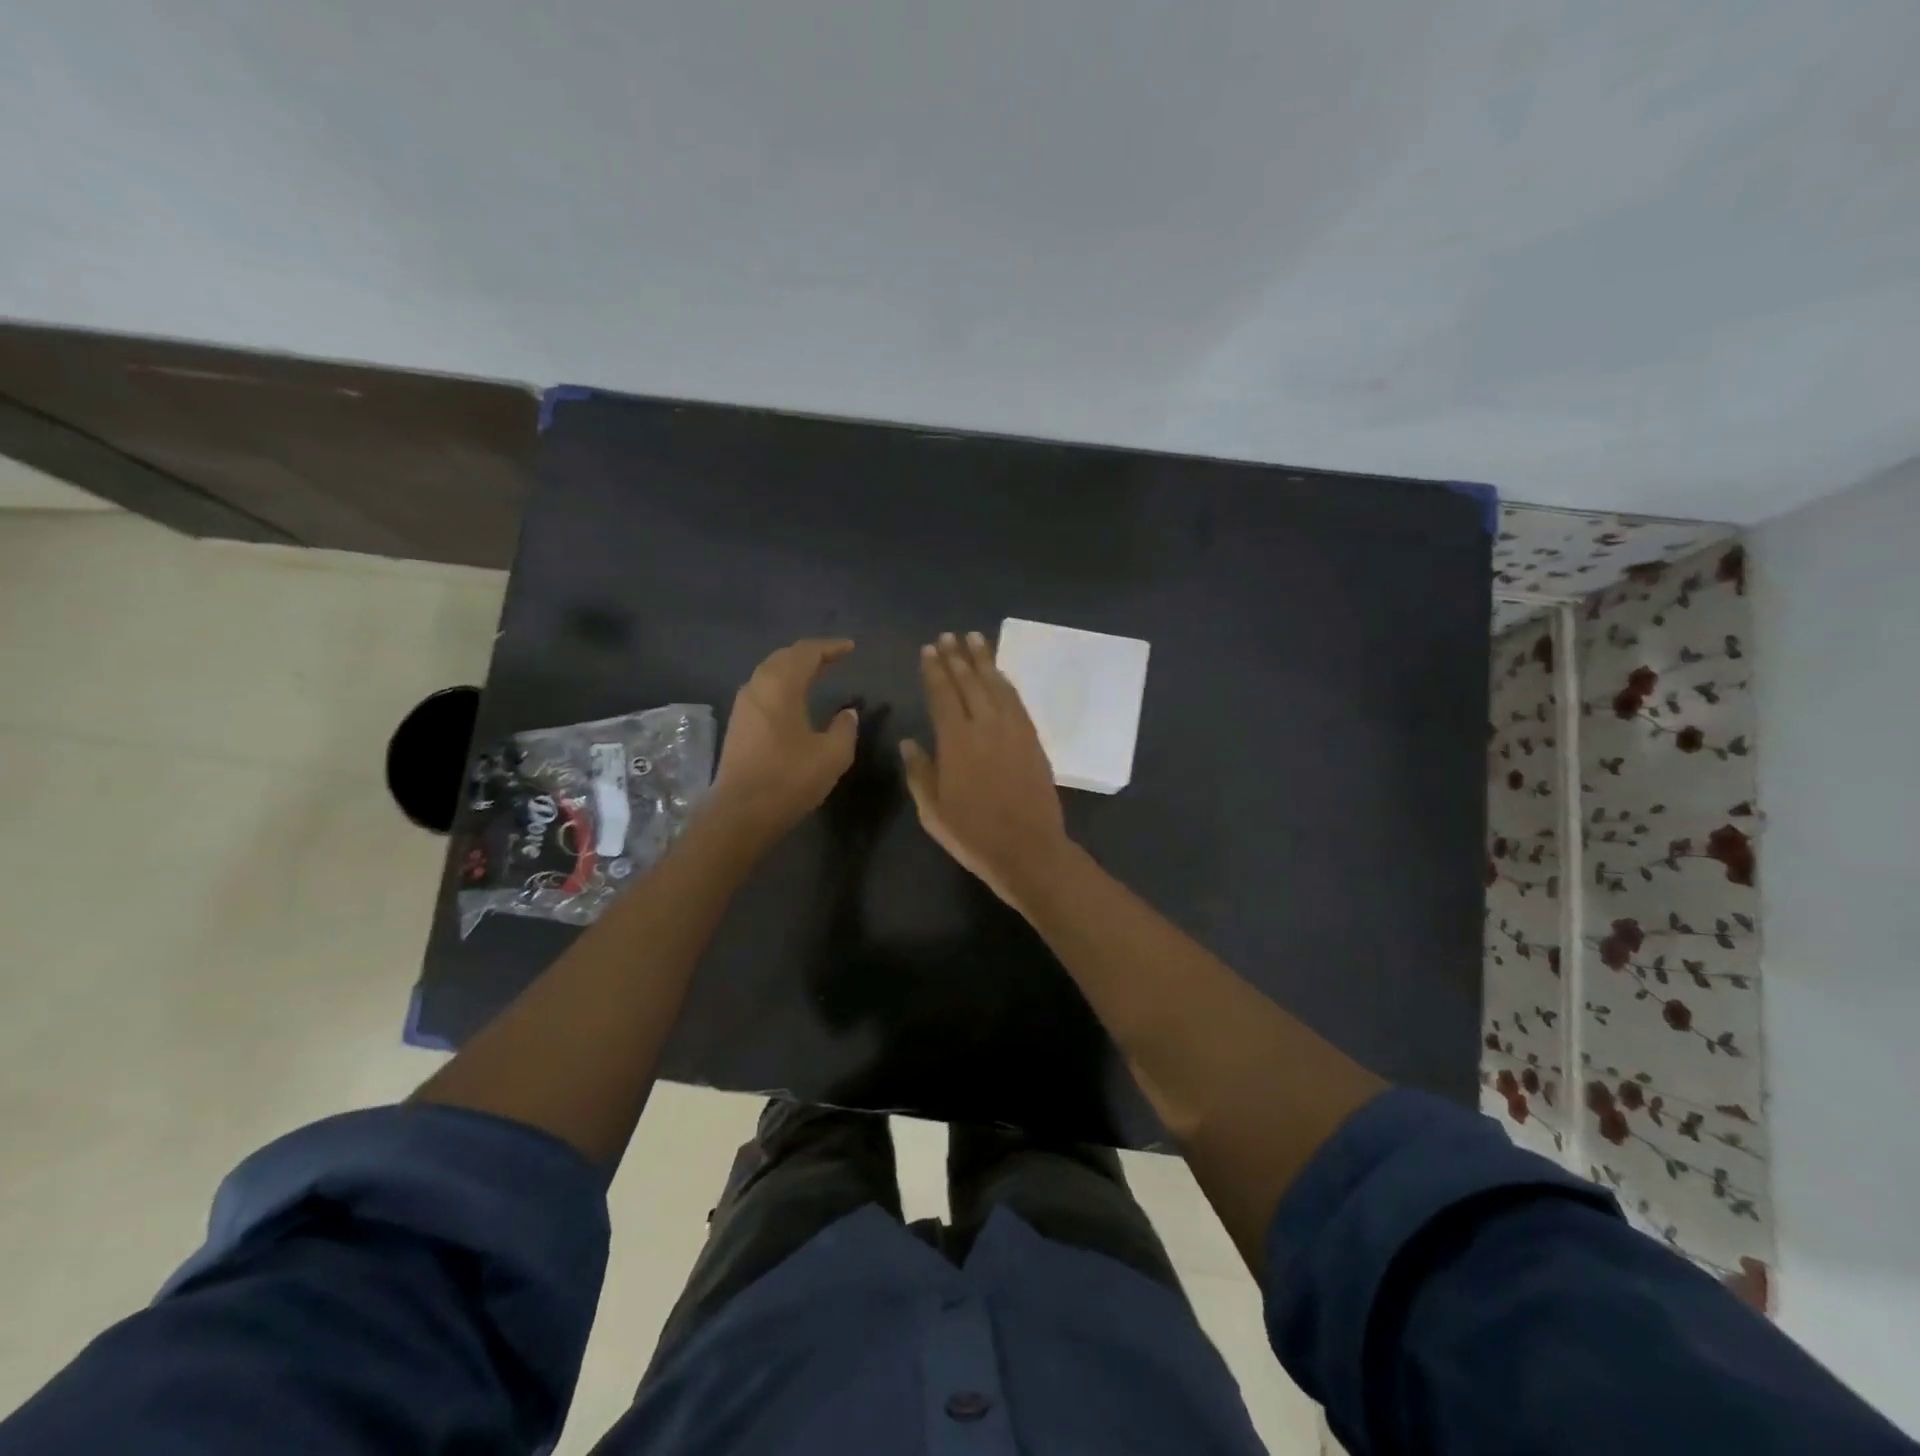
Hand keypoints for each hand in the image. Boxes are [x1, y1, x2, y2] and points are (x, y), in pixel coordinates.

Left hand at [710, 639, 859, 843]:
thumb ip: (845, 728)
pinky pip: (763, 690)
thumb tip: (847, 712)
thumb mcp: (832, 755)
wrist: (741, 813)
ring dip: (794, 669)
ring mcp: (743, 706)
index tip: (850, 648)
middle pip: (784, 657)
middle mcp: (757, 687)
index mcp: (781, 686)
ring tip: (817, 674)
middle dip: (810, 654)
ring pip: (770, 673)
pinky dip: (783, 685)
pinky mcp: (738, 725)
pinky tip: (794, 699)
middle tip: (834, 658)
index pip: (806, 653)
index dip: (830, 647)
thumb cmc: (790, 779)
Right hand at [901, 631, 1070, 913]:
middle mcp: (985, 726)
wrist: (1029, 850)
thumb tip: (909, 741)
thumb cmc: (973, 835)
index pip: (942, 694)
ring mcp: (1013, 730)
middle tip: (949, 636)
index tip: (928, 650)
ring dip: (983, 660)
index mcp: (956, 742)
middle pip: (969, 682)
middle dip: (957, 657)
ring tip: (974, 639)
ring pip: (996, 685)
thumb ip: (919, 772)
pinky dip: (1006, 682)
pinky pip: (1017, 701)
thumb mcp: (933, 810)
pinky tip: (999, 673)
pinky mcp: (1032, 739)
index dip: (934, 670)